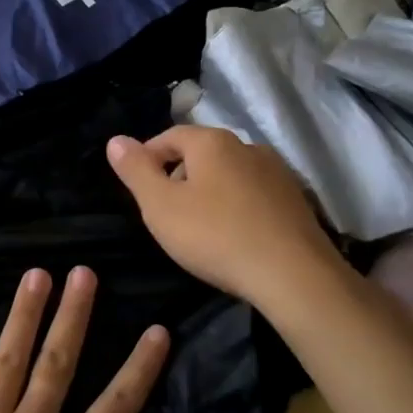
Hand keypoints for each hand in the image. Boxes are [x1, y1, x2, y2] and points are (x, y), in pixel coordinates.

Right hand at [107, 125, 345, 306]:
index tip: (138, 188)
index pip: (168, 136)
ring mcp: (277, 172)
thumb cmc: (215, 236)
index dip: (147, 158)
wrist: (294, 276)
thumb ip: (135, 170)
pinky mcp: (297, 200)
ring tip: (200, 227)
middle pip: (201, 153)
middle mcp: (247, 146)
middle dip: (179, 175)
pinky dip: (237, 206)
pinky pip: (254, 194)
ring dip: (210, 191)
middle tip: (165, 211)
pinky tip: (234, 235)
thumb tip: (116, 140)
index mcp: (211, 142)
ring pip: (229, 173)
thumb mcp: (160, 206)